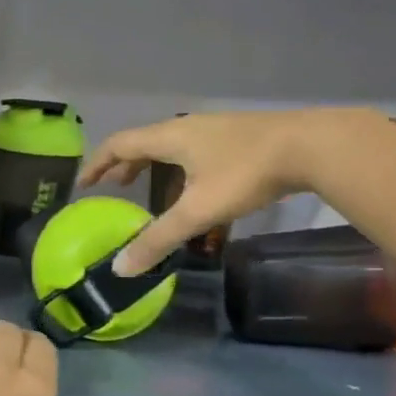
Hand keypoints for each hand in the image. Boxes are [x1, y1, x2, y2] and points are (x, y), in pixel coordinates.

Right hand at [83, 109, 372, 274]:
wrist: (311, 146)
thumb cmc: (246, 173)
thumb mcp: (198, 211)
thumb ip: (159, 239)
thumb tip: (121, 268)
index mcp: (169, 137)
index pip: (119, 145)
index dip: (97, 164)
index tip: (84, 185)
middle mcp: (187, 127)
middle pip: (143, 142)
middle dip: (124, 165)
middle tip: (113, 188)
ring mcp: (214, 129)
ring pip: (170, 145)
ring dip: (152, 165)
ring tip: (148, 187)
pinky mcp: (237, 136)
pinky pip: (193, 149)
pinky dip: (178, 166)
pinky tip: (194, 186)